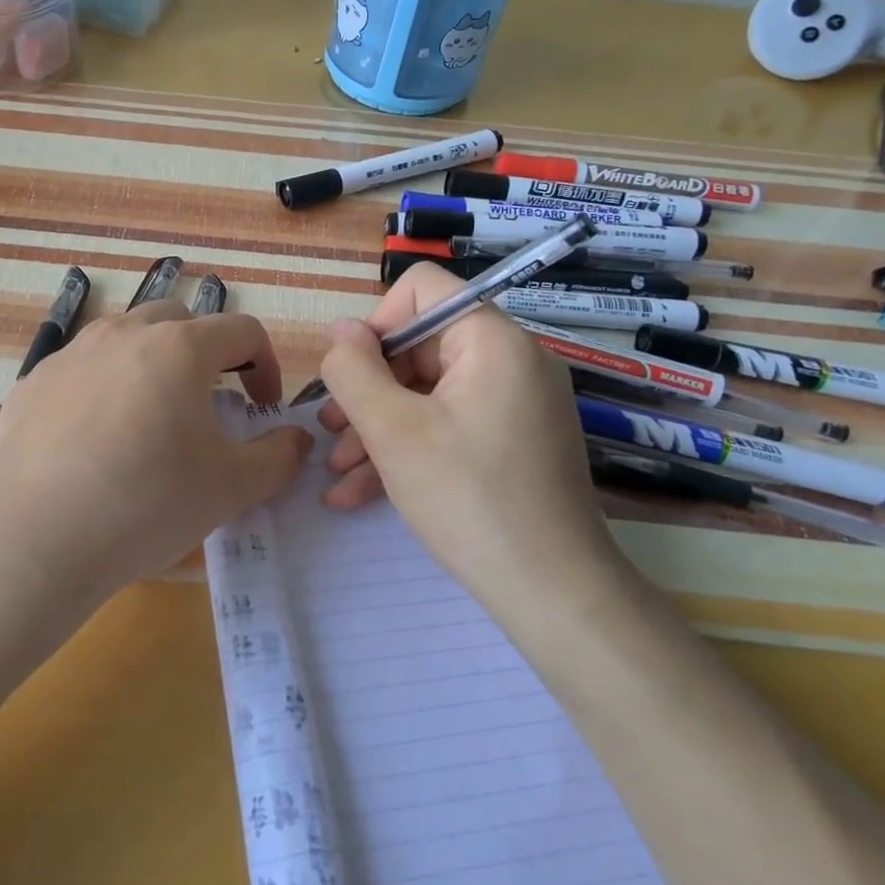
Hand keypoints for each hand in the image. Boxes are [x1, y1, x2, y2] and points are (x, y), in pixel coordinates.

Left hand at [0, 301, 311, 616]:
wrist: (34, 540)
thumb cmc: (147, 504)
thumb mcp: (231, 488)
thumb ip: (278, 457)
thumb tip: (296, 439)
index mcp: (179, 348)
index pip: (242, 330)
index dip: (265, 364)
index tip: (262, 407)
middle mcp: (124, 334)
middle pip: (180, 322)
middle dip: (206, 354)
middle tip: (209, 403)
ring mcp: (71, 354)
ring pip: (125, 338)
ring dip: (151, 363)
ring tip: (150, 416)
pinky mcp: (32, 382)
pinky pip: (81, 369)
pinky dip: (102, 387)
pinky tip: (94, 440)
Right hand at [314, 264, 620, 606]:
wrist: (554, 594)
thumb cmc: (468, 499)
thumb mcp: (393, 431)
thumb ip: (354, 370)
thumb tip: (341, 330)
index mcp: (491, 340)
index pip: (422, 290)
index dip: (376, 325)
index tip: (351, 377)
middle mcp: (510, 360)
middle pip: (420, 346)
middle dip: (368, 390)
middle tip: (330, 433)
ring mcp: (516, 404)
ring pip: (428, 393)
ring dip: (378, 426)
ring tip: (338, 472)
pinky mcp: (513, 442)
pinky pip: (450, 426)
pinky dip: (409, 449)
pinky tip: (361, 493)